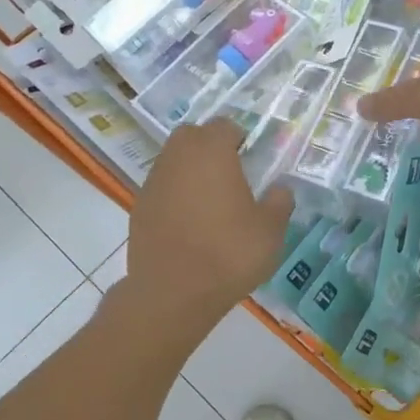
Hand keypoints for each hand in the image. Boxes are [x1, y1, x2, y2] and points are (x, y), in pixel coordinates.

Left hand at [123, 119, 294, 330]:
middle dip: (210, 146)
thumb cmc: (228, 253)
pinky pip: (161, 189)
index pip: (224, 126)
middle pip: (192, 136)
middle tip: (231, 173)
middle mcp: (178, 158)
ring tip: (211, 201)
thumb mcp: (270, 231)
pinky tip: (190, 223)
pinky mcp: (139, 208)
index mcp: (211, 152)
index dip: (239, 137)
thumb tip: (280, 189)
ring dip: (190, 170)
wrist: (173, 293)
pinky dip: (175, 195)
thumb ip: (279, 203)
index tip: (251, 158)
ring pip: (173, 161)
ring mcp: (153, 182)